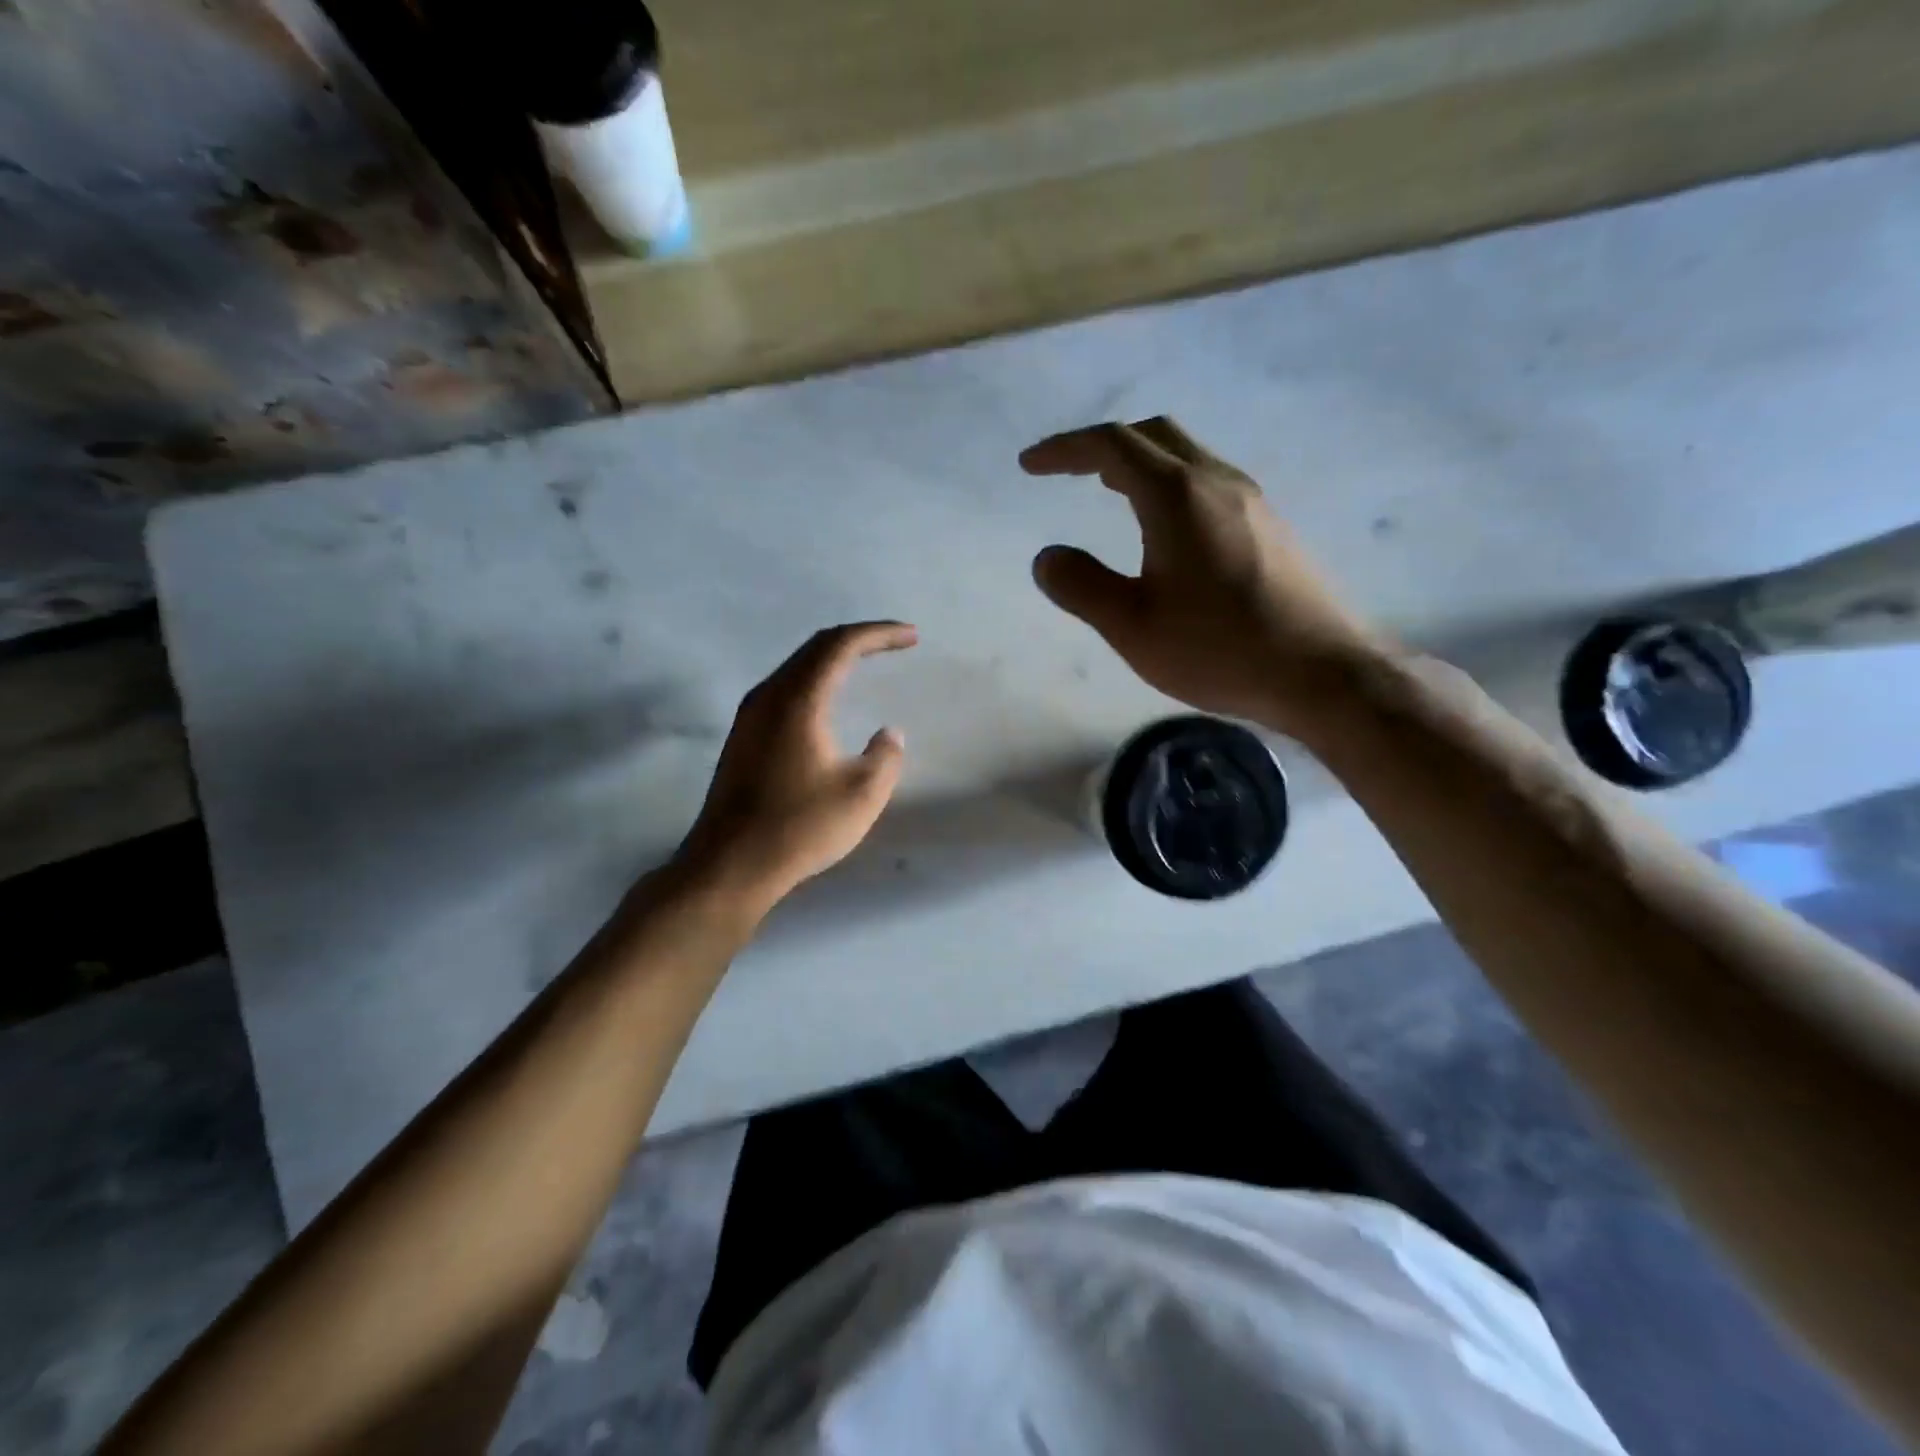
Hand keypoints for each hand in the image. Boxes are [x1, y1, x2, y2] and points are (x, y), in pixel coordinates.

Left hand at [676, 621, 915, 911]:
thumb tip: (888, 734)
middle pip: (816, 647)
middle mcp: (769, 696)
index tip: (912, 637)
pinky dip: (816, 680)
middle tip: (895, 643)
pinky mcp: (743, 737)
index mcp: (798, 700)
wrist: (730, 865)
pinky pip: (785, 688)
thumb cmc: (799, 827)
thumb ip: (886, 756)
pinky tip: (829, 700)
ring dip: (834, 658)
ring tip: (866, 663)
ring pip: (797, 666)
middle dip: (859, 639)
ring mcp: (750, 716)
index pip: (841, 645)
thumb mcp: (862, 795)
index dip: (879, 634)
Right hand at [1023, 417, 1382, 732]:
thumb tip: (1047, 557)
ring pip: (1188, 456)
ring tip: (1110, 492)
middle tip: (1070, 471)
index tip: (1030, 465)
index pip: (1111, 446)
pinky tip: (1167, 529)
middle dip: (1104, 446)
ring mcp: (1253, 502)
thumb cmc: (1219, 648)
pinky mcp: (1273, 527)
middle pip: (1155, 435)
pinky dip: (1171, 485)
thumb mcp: (1132, 626)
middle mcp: (1218, 482)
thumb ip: (1081, 586)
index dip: (1065, 449)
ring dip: (1141, 463)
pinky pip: (1210, 483)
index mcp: (1176, 496)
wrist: (1322, 673)